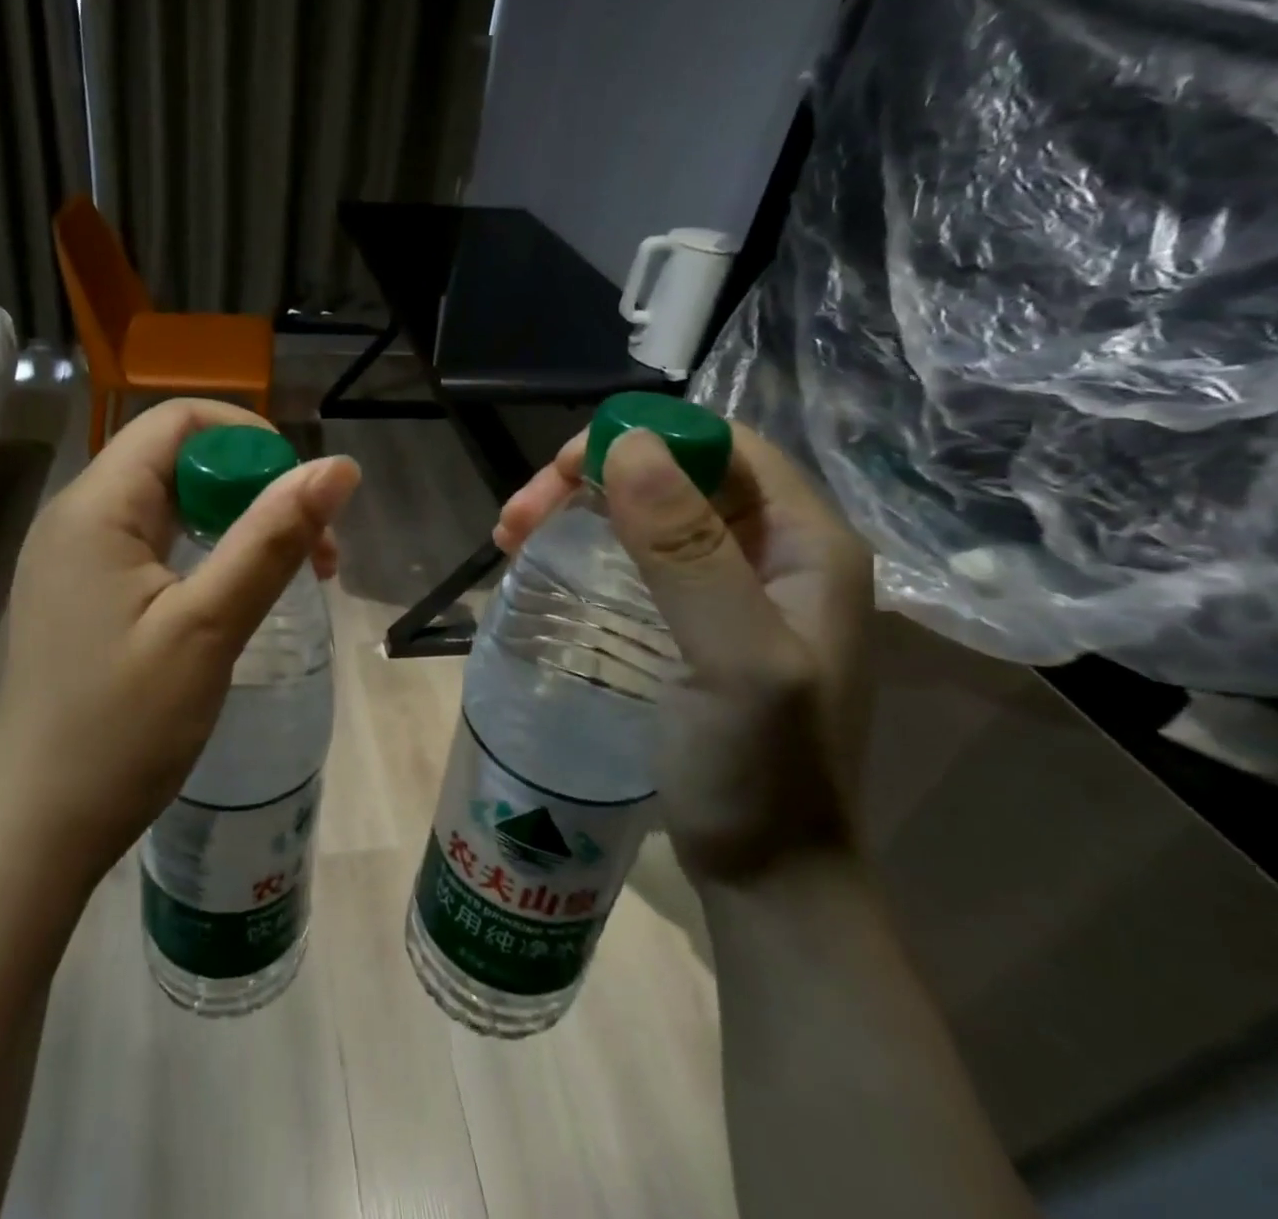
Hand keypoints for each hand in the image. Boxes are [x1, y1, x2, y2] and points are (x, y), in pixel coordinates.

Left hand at [0, 399, 359, 889]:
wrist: (38, 828)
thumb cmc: (122, 729)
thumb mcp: (208, 628)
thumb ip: (271, 540)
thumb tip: (337, 467)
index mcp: (96, 506)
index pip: (179, 421)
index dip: (251, 440)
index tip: (303, 497)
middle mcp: (78, 516)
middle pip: (177, 459)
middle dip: (253, 487)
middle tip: (313, 551)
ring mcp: (76, 558)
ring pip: (170, 504)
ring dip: (236, 522)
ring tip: (292, 574)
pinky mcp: (84, 594)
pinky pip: (153, 544)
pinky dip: (206, 552)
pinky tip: (237, 594)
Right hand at [496, 423, 873, 884]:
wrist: (769, 877)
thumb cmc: (759, 773)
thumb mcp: (731, 659)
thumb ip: (687, 551)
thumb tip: (629, 444)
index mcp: (807, 543)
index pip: (720, 446)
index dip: (640, 440)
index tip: (562, 473)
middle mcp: (775, 552)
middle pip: (675, 475)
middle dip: (590, 480)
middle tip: (517, 516)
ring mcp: (734, 587)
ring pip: (648, 512)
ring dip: (577, 510)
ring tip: (511, 537)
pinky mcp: (696, 620)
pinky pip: (636, 556)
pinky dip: (584, 547)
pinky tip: (540, 562)